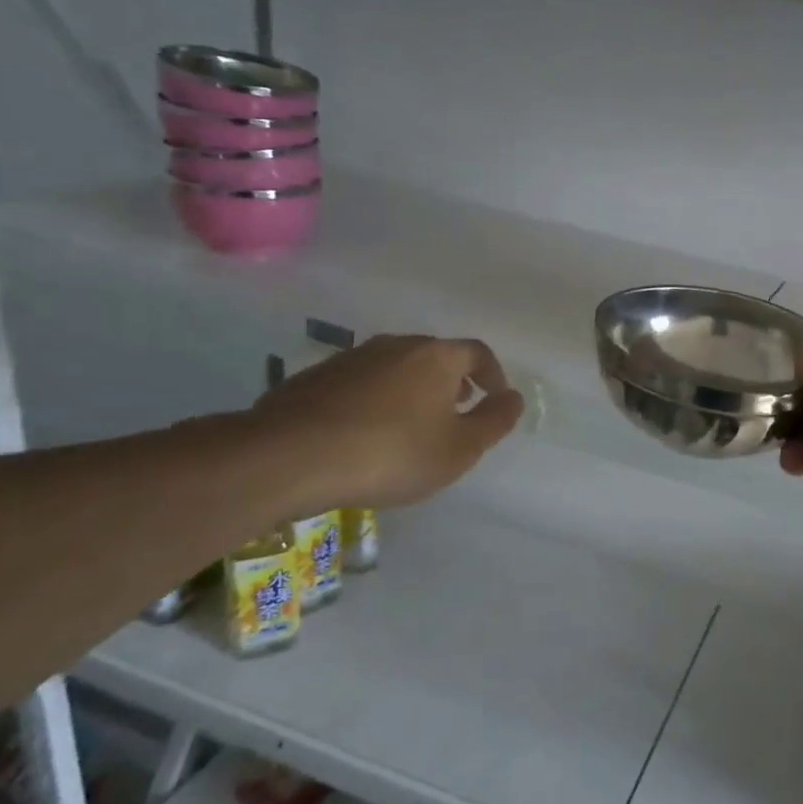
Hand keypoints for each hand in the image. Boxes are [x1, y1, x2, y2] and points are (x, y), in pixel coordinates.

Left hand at [249, 335, 523, 511]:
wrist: (288, 457)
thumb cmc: (391, 453)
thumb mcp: (459, 449)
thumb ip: (494, 421)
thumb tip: (514, 398)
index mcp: (437, 356)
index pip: (477, 353)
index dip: (493, 375)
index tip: (495, 400)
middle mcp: (396, 345)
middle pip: (436, 355)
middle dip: (452, 381)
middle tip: (456, 411)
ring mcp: (352, 358)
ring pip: (396, 367)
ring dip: (412, 390)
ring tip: (412, 425)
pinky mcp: (315, 377)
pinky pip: (361, 383)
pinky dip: (376, 400)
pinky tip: (366, 433)